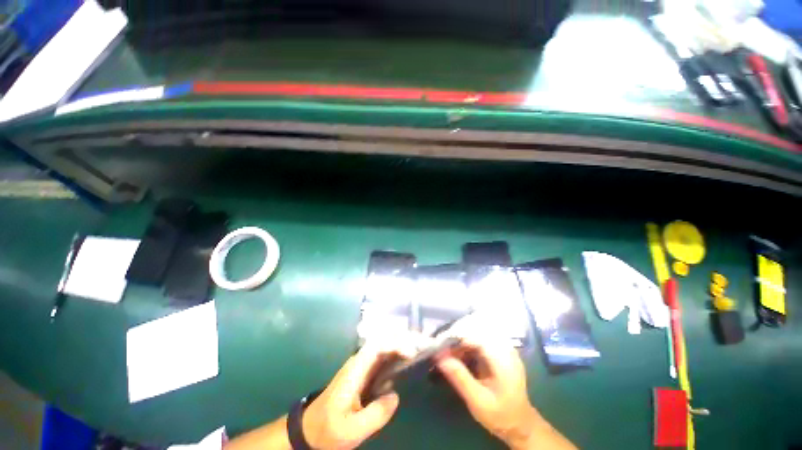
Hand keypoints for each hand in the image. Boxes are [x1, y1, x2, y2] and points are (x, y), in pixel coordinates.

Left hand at [301, 338, 415, 449]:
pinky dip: (397, 354)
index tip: (412, 353)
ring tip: (420, 349)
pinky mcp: (365, 372)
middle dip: (402, 339)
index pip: (377, 346)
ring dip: (401, 344)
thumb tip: (395, 394)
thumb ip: (376, 414)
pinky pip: (383, 357)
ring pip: (384, 346)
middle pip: (383, 340)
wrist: (311, 429)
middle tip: (422, 345)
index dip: (395, 344)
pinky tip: (407, 360)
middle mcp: (359, 362)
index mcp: (355, 370)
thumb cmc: (329, 429)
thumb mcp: (352, 430)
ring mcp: (362, 366)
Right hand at [436, 337, 544, 448]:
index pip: (477, 336)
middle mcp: (505, 349)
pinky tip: (458, 355)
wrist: (519, 424)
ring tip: (447, 353)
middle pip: (476, 332)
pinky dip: (466, 346)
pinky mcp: (498, 352)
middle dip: (457, 338)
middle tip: (441, 349)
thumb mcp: (478, 401)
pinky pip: (479, 341)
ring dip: (460, 342)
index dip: (457, 337)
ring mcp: (503, 349)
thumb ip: (460, 378)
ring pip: (476, 335)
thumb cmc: (500, 415)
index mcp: (504, 359)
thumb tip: (440, 357)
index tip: (440, 344)